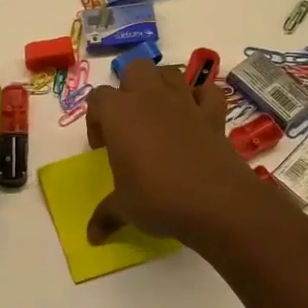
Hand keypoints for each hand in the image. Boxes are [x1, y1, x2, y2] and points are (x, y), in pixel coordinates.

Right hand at [85, 63, 268, 244]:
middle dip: (129, 87)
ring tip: (159, 115)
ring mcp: (185, 103)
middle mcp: (150, 99)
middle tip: (129, 122)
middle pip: (135, 69)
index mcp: (119, 114)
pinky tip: (196, 116)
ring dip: (162, 85)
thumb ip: (105, 216)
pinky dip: (201, 98)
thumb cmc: (158, 199)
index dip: (96, 119)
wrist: (216, 203)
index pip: (97, 98)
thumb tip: (91, 237)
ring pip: (170, 73)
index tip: (103, 147)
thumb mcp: (125, 208)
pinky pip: (208, 92)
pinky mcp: (213, 115)